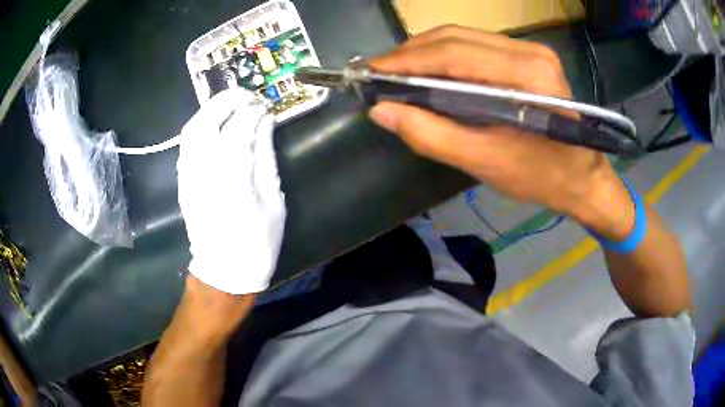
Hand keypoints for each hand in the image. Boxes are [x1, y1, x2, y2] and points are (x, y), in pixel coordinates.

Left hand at [177, 88, 285, 294]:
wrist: (225, 270)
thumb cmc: (258, 241)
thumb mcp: (273, 199)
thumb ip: (266, 155)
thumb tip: (265, 121)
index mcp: (231, 179)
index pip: (238, 128)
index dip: (252, 110)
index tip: (265, 105)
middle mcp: (203, 172)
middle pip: (206, 121)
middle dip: (226, 100)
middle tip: (246, 95)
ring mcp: (188, 175)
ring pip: (192, 129)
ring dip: (210, 109)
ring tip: (232, 104)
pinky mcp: (182, 180)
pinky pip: (187, 143)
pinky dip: (201, 125)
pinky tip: (217, 125)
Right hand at [368, 26, 633, 239]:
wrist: (582, 178)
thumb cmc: (542, 177)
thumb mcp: (484, 162)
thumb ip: (431, 134)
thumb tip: (381, 111)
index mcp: (527, 76)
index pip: (453, 54)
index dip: (406, 60)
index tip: (370, 71)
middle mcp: (529, 51)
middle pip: (455, 36)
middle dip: (410, 52)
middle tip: (379, 73)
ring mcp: (531, 50)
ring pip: (463, 37)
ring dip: (425, 52)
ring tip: (397, 72)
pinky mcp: (528, 56)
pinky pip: (476, 46)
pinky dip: (446, 56)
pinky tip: (429, 71)